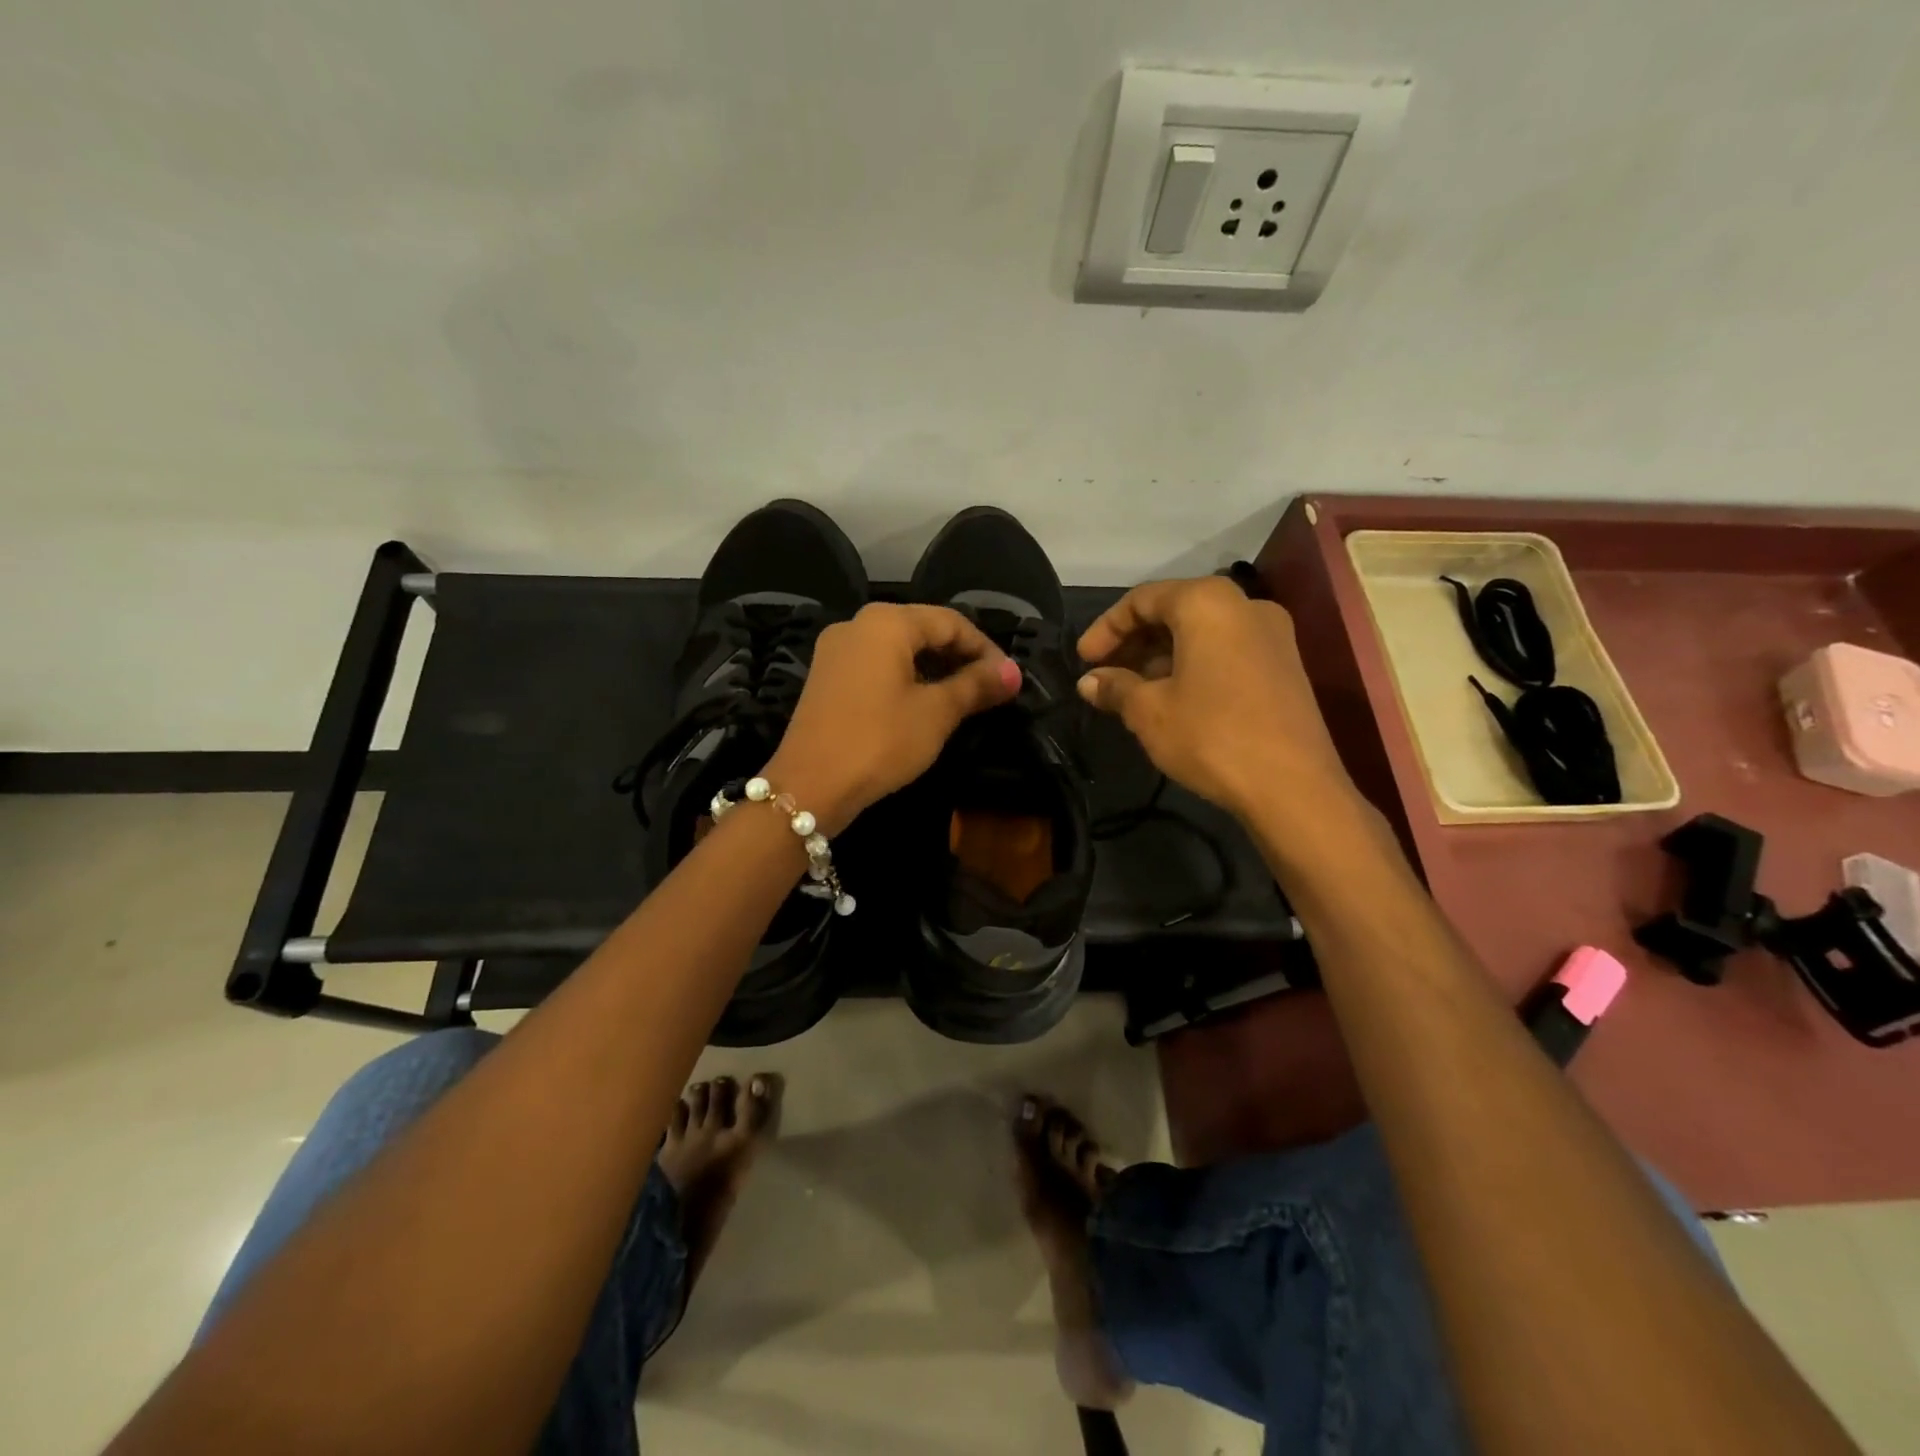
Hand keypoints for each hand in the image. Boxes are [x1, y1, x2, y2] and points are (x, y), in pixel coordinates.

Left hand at [765, 603, 1021, 834]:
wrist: (810, 786)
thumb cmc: (880, 741)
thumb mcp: (936, 713)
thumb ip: (975, 686)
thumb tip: (1013, 672)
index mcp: (886, 622)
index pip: (950, 622)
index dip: (985, 649)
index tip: (1008, 680)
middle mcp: (857, 624)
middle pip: (922, 630)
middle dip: (960, 657)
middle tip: (990, 690)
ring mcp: (836, 651)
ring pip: (898, 649)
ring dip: (934, 669)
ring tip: (963, 700)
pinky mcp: (826, 677)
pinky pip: (876, 666)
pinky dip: (906, 679)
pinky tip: (924, 705)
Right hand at [1076, 577, 1358, 824]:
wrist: (1293, 787)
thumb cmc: (1211, 735)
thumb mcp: (1149, 712)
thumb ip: (1115, 687)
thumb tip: (1088, 682)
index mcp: (1207, 602)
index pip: (1142, 599)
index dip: (1105, 629)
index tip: (1083, 661)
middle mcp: (1244, 605)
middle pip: (1175, 610)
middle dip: (1133, 642)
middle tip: (1104, 675)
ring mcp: (1272, 634)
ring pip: (1201, 632)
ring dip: (1161, 656)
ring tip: (1132, 691)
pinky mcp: (1284, 665)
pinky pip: (1225, 650)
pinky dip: (1192, 665)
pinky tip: (1172, 698)